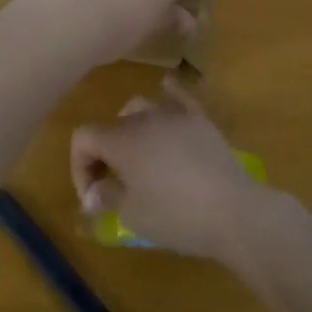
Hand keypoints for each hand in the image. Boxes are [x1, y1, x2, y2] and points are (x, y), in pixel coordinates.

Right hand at [69, 78, 270, 258]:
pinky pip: (178, 95)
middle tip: (114, 182)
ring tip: (139, 155)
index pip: (83, 138)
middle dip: (105, 151)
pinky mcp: (200, 118)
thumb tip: (96, 191)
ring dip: (132, 128)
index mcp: (120, 139)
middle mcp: (143, 117)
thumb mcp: (131, 215)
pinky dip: (167, 95)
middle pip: (112, 124)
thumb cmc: (175, 216)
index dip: (79, 166)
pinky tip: (166, 95)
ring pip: (141, 106)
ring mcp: (174, 113)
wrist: (232, 210)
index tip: (94, 197)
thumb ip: (107, 196)